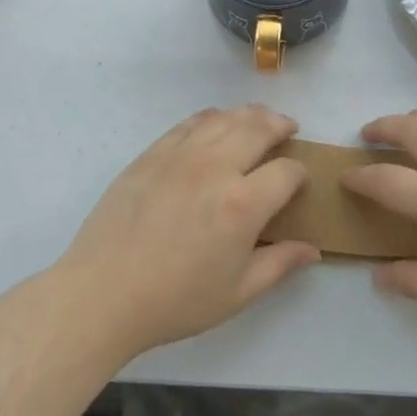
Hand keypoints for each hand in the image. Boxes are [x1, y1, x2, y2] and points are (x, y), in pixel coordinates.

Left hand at [59, 106, 317, 357]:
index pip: (286, 172)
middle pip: (258, 128)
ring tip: (259, 119)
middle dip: (280, 125)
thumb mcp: (237, 293)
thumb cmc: (175, 301)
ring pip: (225, 118)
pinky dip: (211, 117)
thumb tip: (313, 249)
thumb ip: (279, 264)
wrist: (102, 294)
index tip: (297, 183)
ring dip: (249, 114)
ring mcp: (180, 155)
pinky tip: (216, 122)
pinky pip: (189, 123)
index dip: (299, 175)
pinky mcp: (152, 154)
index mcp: (242, 204)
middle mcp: (215, 168)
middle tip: (289, 129)